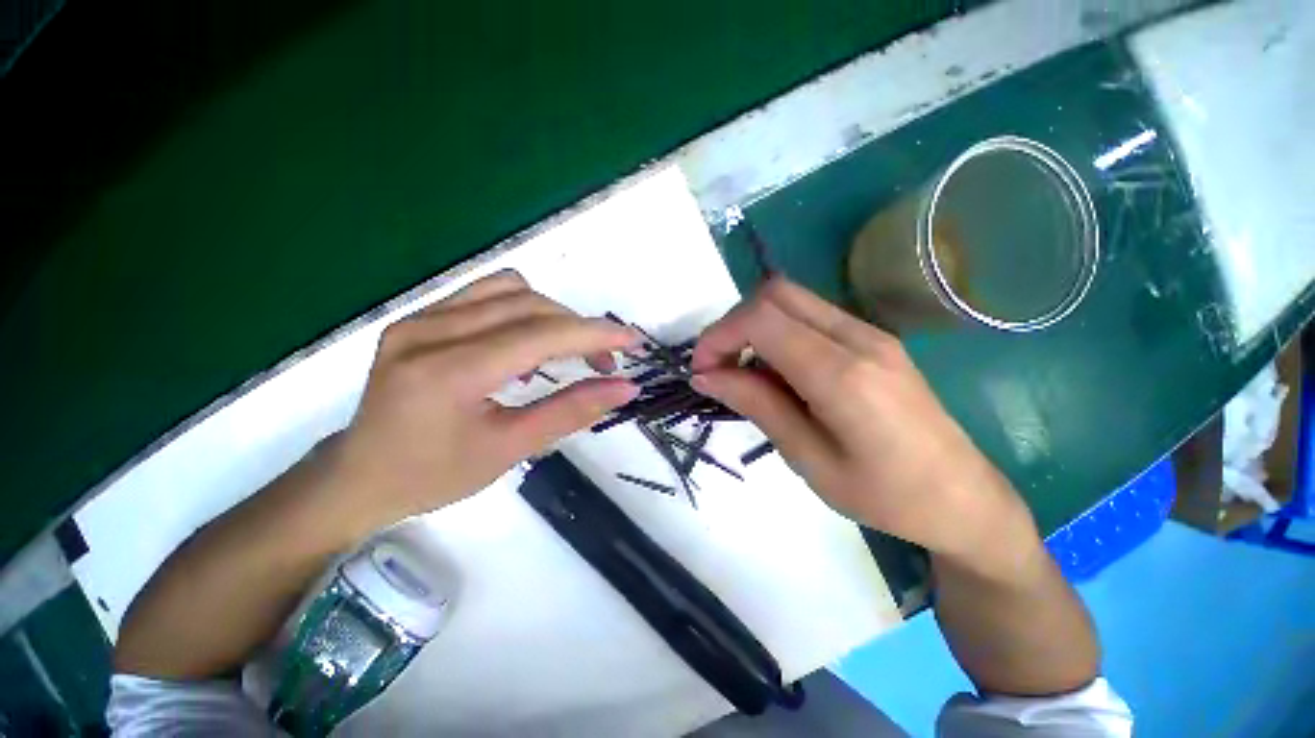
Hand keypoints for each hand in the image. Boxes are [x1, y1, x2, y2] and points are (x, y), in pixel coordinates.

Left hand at [322, 271, 639, 538]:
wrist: (359, 475)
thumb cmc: (433, 475)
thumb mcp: (510, 449)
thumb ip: (571, 411)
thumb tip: (624, 387)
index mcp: (448, 372)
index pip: (540, 335)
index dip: (593, 334)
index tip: (632, 340)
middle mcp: (429, 331)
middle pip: (528, 305)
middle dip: (579, 328)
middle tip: (604, 363)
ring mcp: (419, 318)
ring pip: (509, 290)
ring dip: (553, 315)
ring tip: (569, 350)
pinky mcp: (419, 317)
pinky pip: (485, 294)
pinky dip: (522, 310)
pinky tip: (528, 342)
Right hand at [691, 278, 1036, 571]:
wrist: (964, 498)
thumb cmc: (885, 495)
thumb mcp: (808, 458)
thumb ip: (756, 404)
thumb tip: (706, 375)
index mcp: (842, 374)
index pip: (761, 319)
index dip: (719, 335)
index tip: (701, 370)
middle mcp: (858, 338)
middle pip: (775, 294)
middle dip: (733, 323)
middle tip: (718, 366)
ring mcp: (871, 333)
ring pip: (792, 300)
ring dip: (754, 326)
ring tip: (744, 372)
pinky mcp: (875, 339)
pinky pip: (811, 316)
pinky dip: (779, 332)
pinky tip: (778, 372)